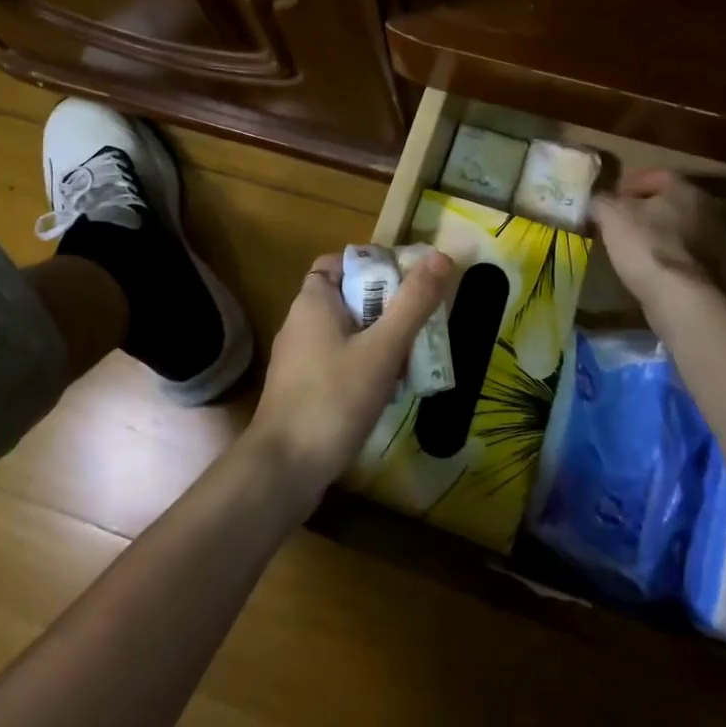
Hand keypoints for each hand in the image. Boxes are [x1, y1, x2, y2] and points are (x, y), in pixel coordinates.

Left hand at [247, 249, 454, 501]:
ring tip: (414, 356)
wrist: (284, 470)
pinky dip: (366, 365)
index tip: (409, 282)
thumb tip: (441, 256)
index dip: (375, 265)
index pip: (342, 261)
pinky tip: (389, 388)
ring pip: (348, 331)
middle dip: (388, 306)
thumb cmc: (333, 399)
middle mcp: (301, 321)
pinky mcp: (303, 387)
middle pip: (350, 296)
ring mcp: (299, 357)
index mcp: (313, 300)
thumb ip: (413, 303)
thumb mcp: (382, 349)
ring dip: (381, 339)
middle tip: (422, 322)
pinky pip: (340, 360)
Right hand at [589, 169, 725, 313]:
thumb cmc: (646, 245)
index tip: (613, 196)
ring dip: (657, 234)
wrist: (682, 299)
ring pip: (679, 230)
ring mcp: (716, 243)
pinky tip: (648, 268)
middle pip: (671, 203)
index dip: (632, 183)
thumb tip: (597, 201)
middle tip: (621, 220)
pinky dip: (667, 257)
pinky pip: (684, 256)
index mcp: (687, 190)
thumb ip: (601, 201)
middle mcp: (708, 211)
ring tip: (631, 246)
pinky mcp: (715, 272)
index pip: (658, 175)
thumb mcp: (611, 215)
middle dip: (645, 209)